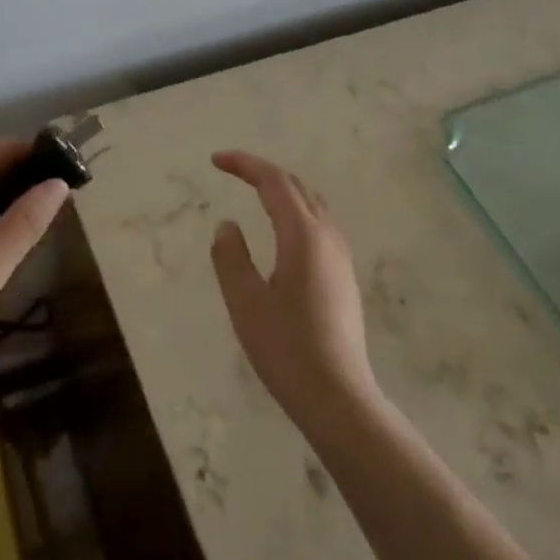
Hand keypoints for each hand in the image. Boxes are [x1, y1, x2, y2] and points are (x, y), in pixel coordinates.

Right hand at [210, 150, 380, 433]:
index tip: (215, 160)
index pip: (274, 182)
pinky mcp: (344, 277)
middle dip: (263, 172)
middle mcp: (327, 237)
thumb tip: (227, 225)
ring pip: (312, 205)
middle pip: (297, 187)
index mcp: (303, 236)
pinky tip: (281, 232)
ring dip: (282, 191)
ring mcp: (340, 258)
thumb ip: (231, 256)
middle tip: (230, 171)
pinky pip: (319, 225)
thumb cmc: (287, 349)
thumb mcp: (245, 302)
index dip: (244, 164)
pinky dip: (294, 211)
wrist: (339, 398)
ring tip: (253, 193)